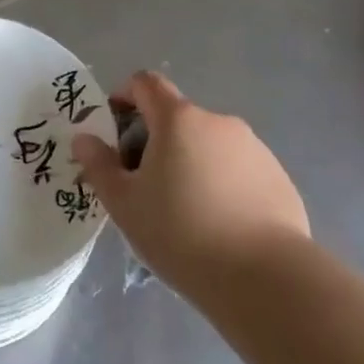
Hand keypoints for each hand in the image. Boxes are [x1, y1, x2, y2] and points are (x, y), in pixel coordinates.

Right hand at [72, 71, 307, 286]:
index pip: (145, 83)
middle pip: (177, 118)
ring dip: (190, 164)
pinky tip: (220, 226)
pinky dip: (222, 185)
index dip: (124, 97)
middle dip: (155, 142)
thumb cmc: (181, 232)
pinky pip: (238, 171)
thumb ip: (98, 164)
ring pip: (208, 146)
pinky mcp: (280, 180)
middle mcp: (219, 123)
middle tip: (143, 186)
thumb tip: (84, 139)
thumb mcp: (123, 203)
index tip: (114, 131)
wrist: (267, 279)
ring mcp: (255, 149)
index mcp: (178, 119)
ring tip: (184, 213)